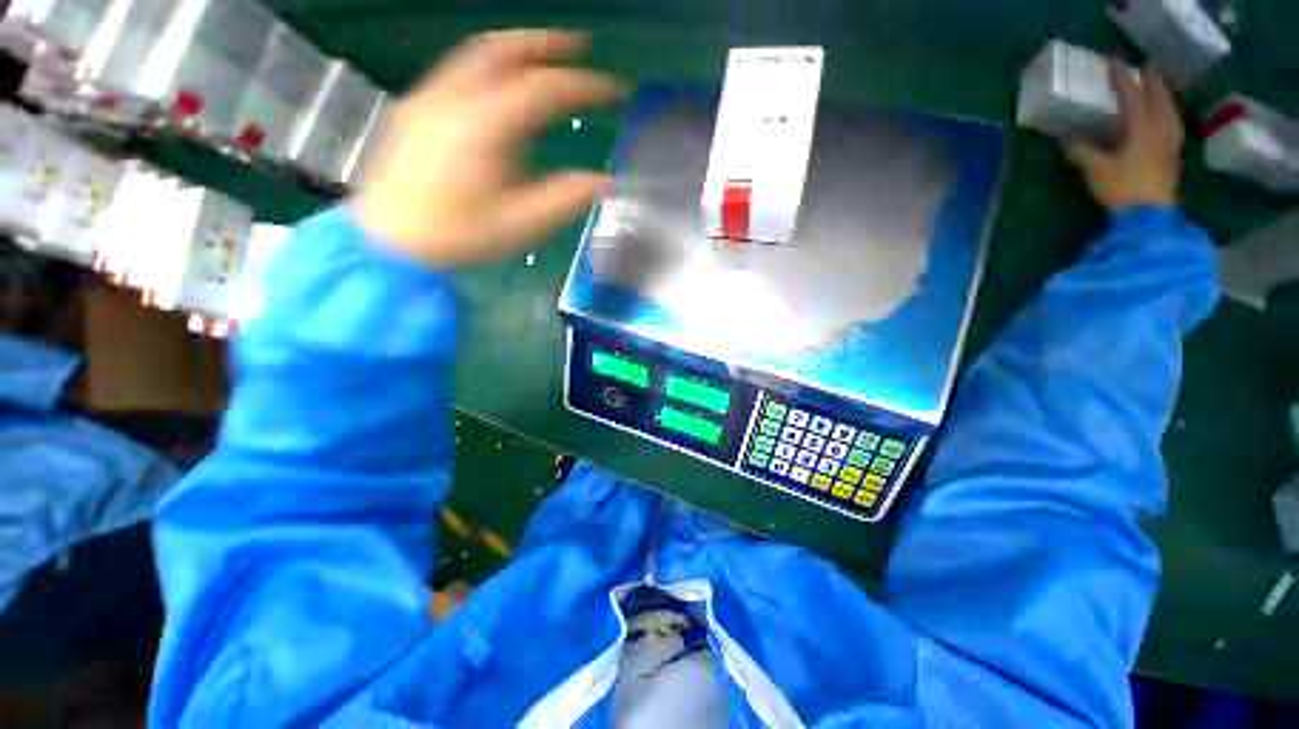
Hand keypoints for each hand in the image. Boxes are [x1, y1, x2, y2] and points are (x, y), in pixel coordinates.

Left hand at [353, 30, 624, 265]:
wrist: (389, 241)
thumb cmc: (458, 235)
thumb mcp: (522, 224)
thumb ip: (567, 198)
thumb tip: (608, 183)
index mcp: (486, 123)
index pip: (546, 88)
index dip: (586, 86)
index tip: (616, 90)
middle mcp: (456, 96)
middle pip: (506, 49)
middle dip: (548, 42)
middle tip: (580, 44)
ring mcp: (431, 97)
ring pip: (478, 53)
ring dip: (517, 47)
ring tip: (546, 55)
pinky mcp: (417, 108)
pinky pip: (460, 70)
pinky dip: (491, 65)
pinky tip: (503, 85)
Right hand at [1064, 64, 1183, 212]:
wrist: (1150, 217)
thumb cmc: (1123, 189)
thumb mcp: (1096, 170)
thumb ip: (1082, 152)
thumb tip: (1066, 139)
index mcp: (1142, 128)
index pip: (1132, 94)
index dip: (1121, 78)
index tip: (1112, 62)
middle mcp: (1160, 129)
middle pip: (1159, 97)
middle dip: (1151, 81)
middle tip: (1145, 67)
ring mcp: (1170, 143)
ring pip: (1170, 110)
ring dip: (1164, 96)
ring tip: (1159, 88)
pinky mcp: (1173, 156)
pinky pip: (1172, 125)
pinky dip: (1168, 114)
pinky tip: (1165, 117)